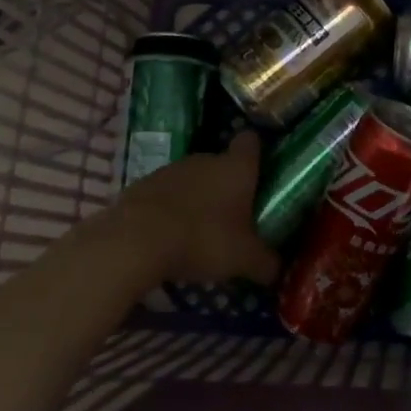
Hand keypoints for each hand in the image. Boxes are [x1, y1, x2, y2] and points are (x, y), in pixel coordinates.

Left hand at [108, 131, 279, 286]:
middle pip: (221, 164)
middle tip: (234, 219)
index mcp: (236, 167)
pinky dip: (170, 211)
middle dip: (228, 187)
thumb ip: (265, 262)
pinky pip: (165, 195)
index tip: (260, 174)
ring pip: (192, 180)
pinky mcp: (141, 186)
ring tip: (199, 233)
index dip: (257, 154)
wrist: (134, 241)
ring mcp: (170, 170)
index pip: (251, 142)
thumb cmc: (202, 239)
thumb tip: (276, 268)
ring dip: (197, 200)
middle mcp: (204, 159)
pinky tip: (169, 238)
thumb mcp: (244, 259)